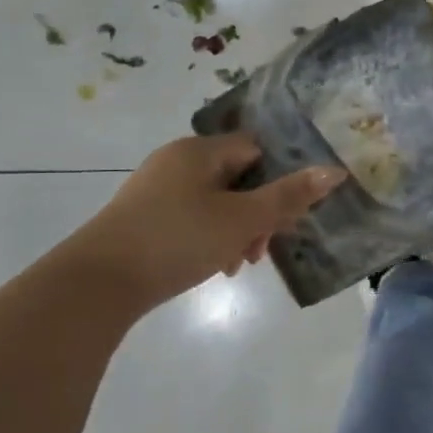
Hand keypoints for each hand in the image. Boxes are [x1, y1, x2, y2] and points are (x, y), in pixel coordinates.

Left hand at [63, 133, 346, 311]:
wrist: (96, 283)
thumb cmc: (178, 240)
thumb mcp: (243, 219)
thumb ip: (290, 196)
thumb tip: (335, 171)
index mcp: (200, 150)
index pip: (257, 149)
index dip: (280, 178)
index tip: (286, 217)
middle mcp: (176, 160)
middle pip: (239, 176)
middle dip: (259, 213)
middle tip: (263, 248)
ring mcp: (156, 188)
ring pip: (216, 201)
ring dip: (237, 229)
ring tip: (237, 264)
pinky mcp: (143, 216)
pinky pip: (192, 217)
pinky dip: (210, 237)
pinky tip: (214, 266)